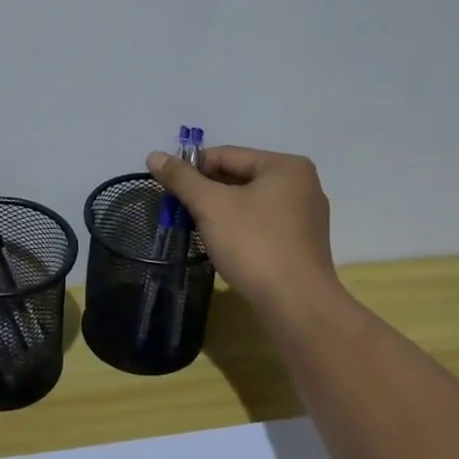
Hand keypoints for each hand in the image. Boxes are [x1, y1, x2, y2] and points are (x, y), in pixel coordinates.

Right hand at [146, 145, 339, 318]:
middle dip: (206, 192)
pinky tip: (220, 243)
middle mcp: (301, 185)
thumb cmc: (253, 244)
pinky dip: (238, 228)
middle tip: (176, 208)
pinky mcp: (301, 244)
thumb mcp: (211, 206)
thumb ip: (182, 179)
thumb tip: (154, 156)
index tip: (166, 186)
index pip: (227, 155)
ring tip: (193, 226)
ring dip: (219, 211)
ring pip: (250, 203)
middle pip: (240, 177)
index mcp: (285, 166)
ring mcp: (305, 217)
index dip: (192, 168)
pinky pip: (261, 224)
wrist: (295, 303)